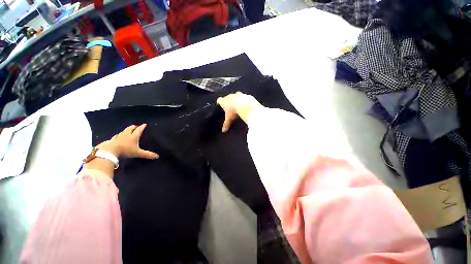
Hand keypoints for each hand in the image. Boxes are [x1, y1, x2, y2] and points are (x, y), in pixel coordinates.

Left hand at [96, 124, 158, 158]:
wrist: (110, 151)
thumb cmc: (125, 150)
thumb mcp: (138, 153)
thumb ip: (147, 154)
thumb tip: (157, 156)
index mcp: (133, 136)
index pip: (139, 130)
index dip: (142, 127)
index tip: (144, 124)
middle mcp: (126, 135)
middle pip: (130, 128)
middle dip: (134, 127)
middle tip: (136, 126)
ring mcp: (118, 137)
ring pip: (123, 131)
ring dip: (126, 130)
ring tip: (128, 130)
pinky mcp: (112, 140)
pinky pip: (117, 136)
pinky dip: (119, 135)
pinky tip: (118, 136)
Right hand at [216, 92, 262, 131]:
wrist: (246, 106)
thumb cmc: (234, 112)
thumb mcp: (229, 119)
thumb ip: (226, 124)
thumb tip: (223, 130)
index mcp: (224, 101)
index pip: (219, 100)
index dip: (219, 103)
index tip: (220, 105)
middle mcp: (230, 96)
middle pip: (227, 97)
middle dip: (228, 100)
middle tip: (230, 106)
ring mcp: (238, 94)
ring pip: (236, 95)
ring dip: (236, 99)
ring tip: (238, 105)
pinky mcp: (245, 95)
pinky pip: (244, 97)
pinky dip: (244, 100)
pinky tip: (246, 104)